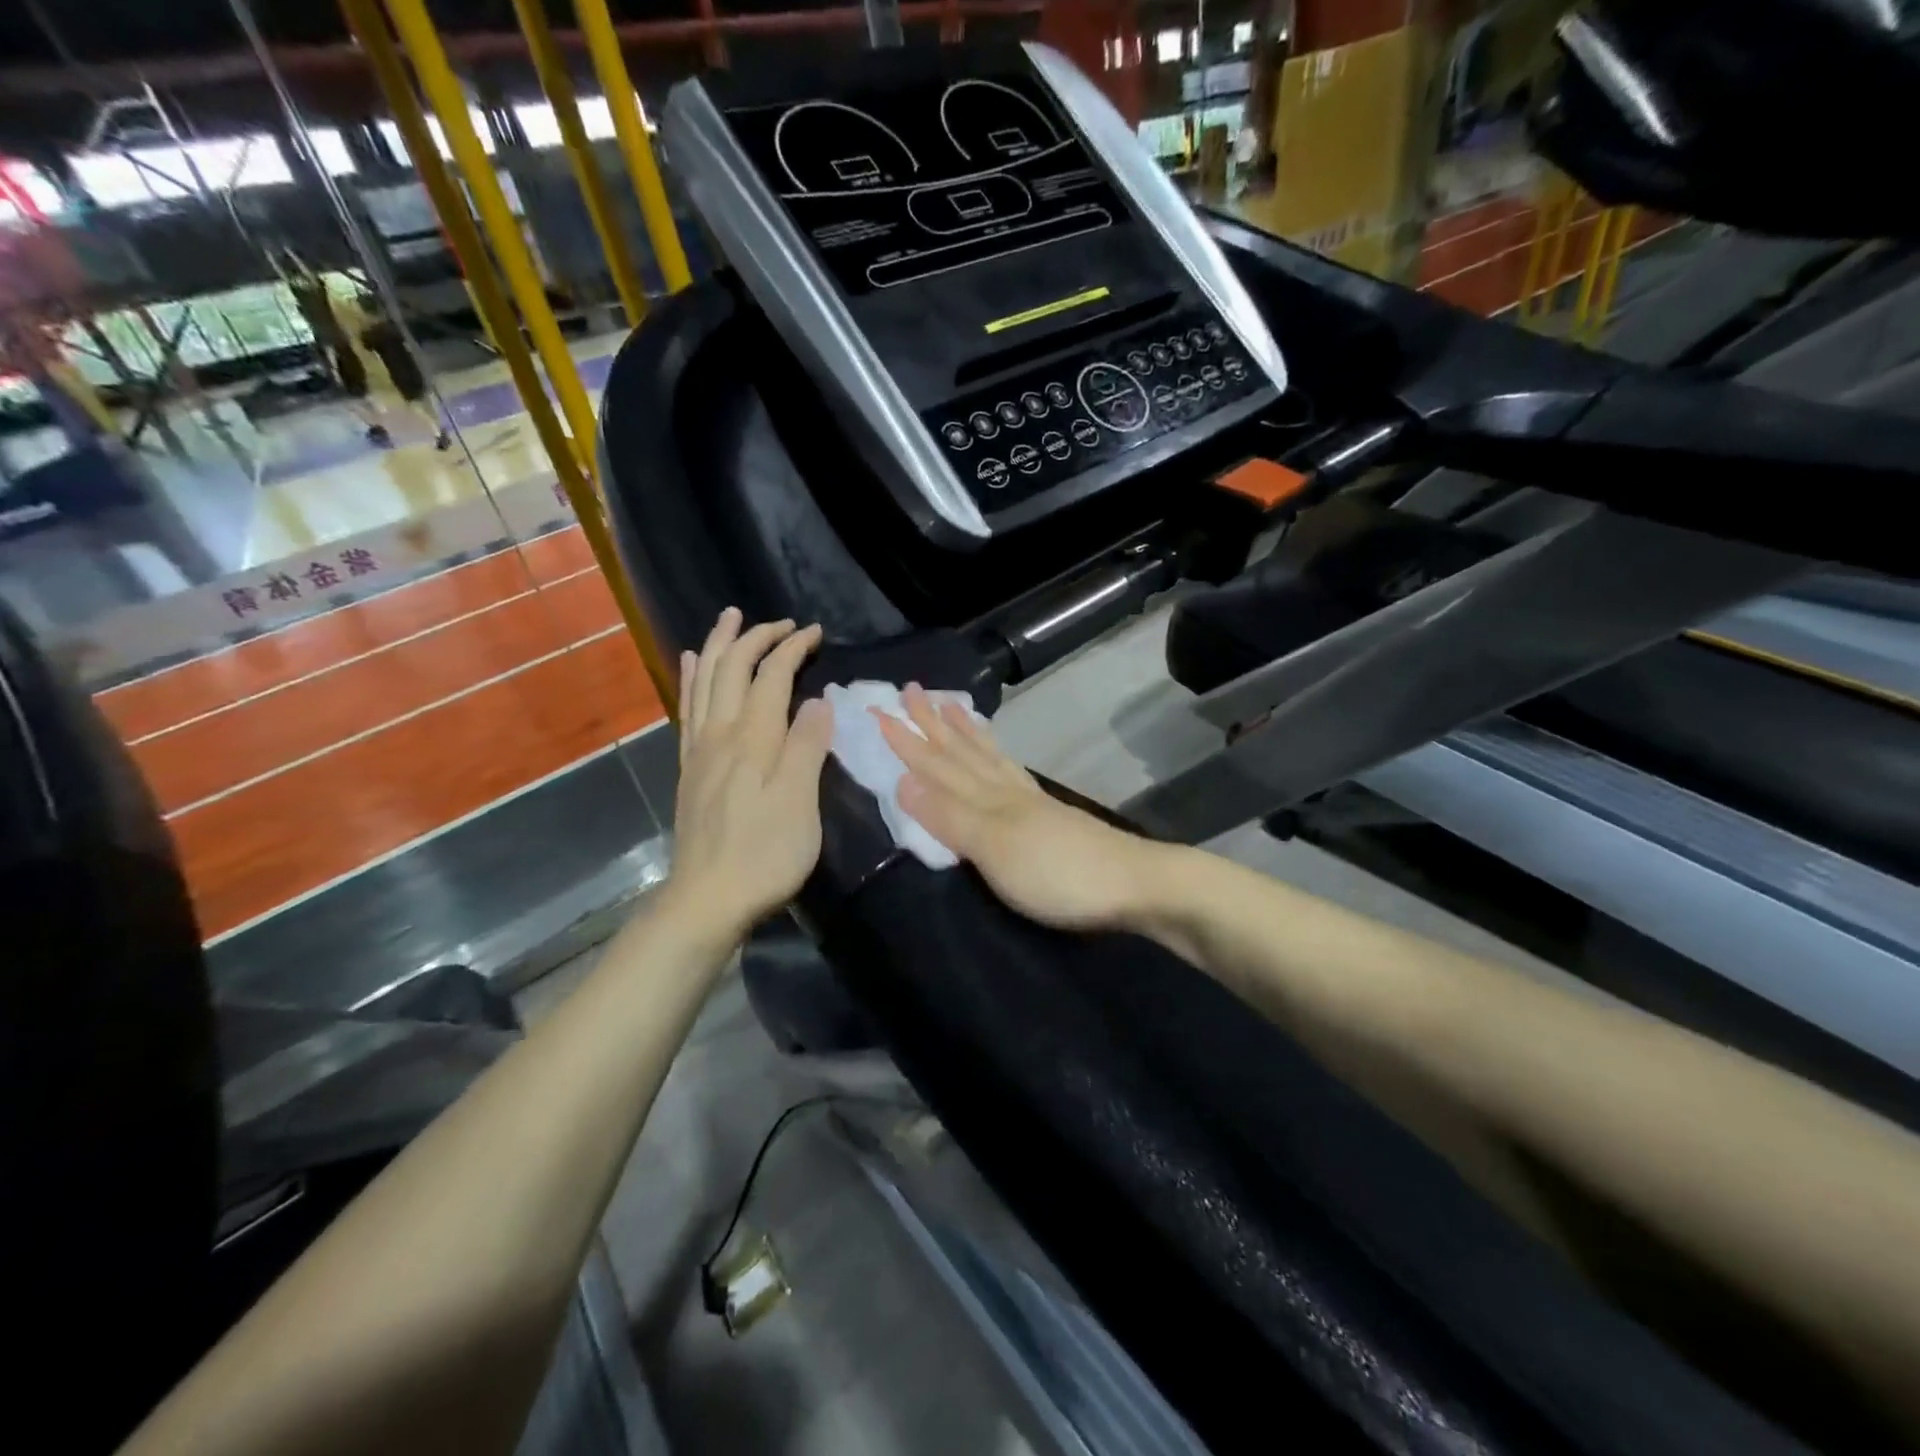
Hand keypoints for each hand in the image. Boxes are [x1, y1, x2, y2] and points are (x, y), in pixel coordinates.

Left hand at [664, 608, 832, 944]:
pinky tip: (692, 664)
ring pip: (706, 681)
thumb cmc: (764, 855)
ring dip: (720, 645)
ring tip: (730, 618)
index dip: (792, 648)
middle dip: (757, 637)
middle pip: (733, 669)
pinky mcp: (691, 769)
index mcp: (753, 740)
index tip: (816, 632)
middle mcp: (721, 734)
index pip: (772, 676)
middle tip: (783, 622)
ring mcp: (700, 750)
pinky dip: (692, 679)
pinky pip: (688, 709)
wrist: (708, 899)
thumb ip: (807, 748)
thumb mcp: (799, 804)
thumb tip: (818, 701)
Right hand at [874, 685, 1159, 932]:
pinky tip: (998, 757)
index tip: (878, 711)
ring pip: (987, 758)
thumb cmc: (1057, 874)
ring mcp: (1030, 802)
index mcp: (987, 799)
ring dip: (963, 734)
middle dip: (931, 725)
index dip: (906, 741)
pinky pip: (1011, 773)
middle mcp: (1006, 791)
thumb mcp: (995, 849)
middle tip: (910, 690)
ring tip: (949, 707)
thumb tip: (901, 781)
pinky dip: (996, 757)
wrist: (1133, 884)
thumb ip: (949, 817)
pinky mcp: (1049, 816)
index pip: (937, 765)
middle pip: (962, 753)